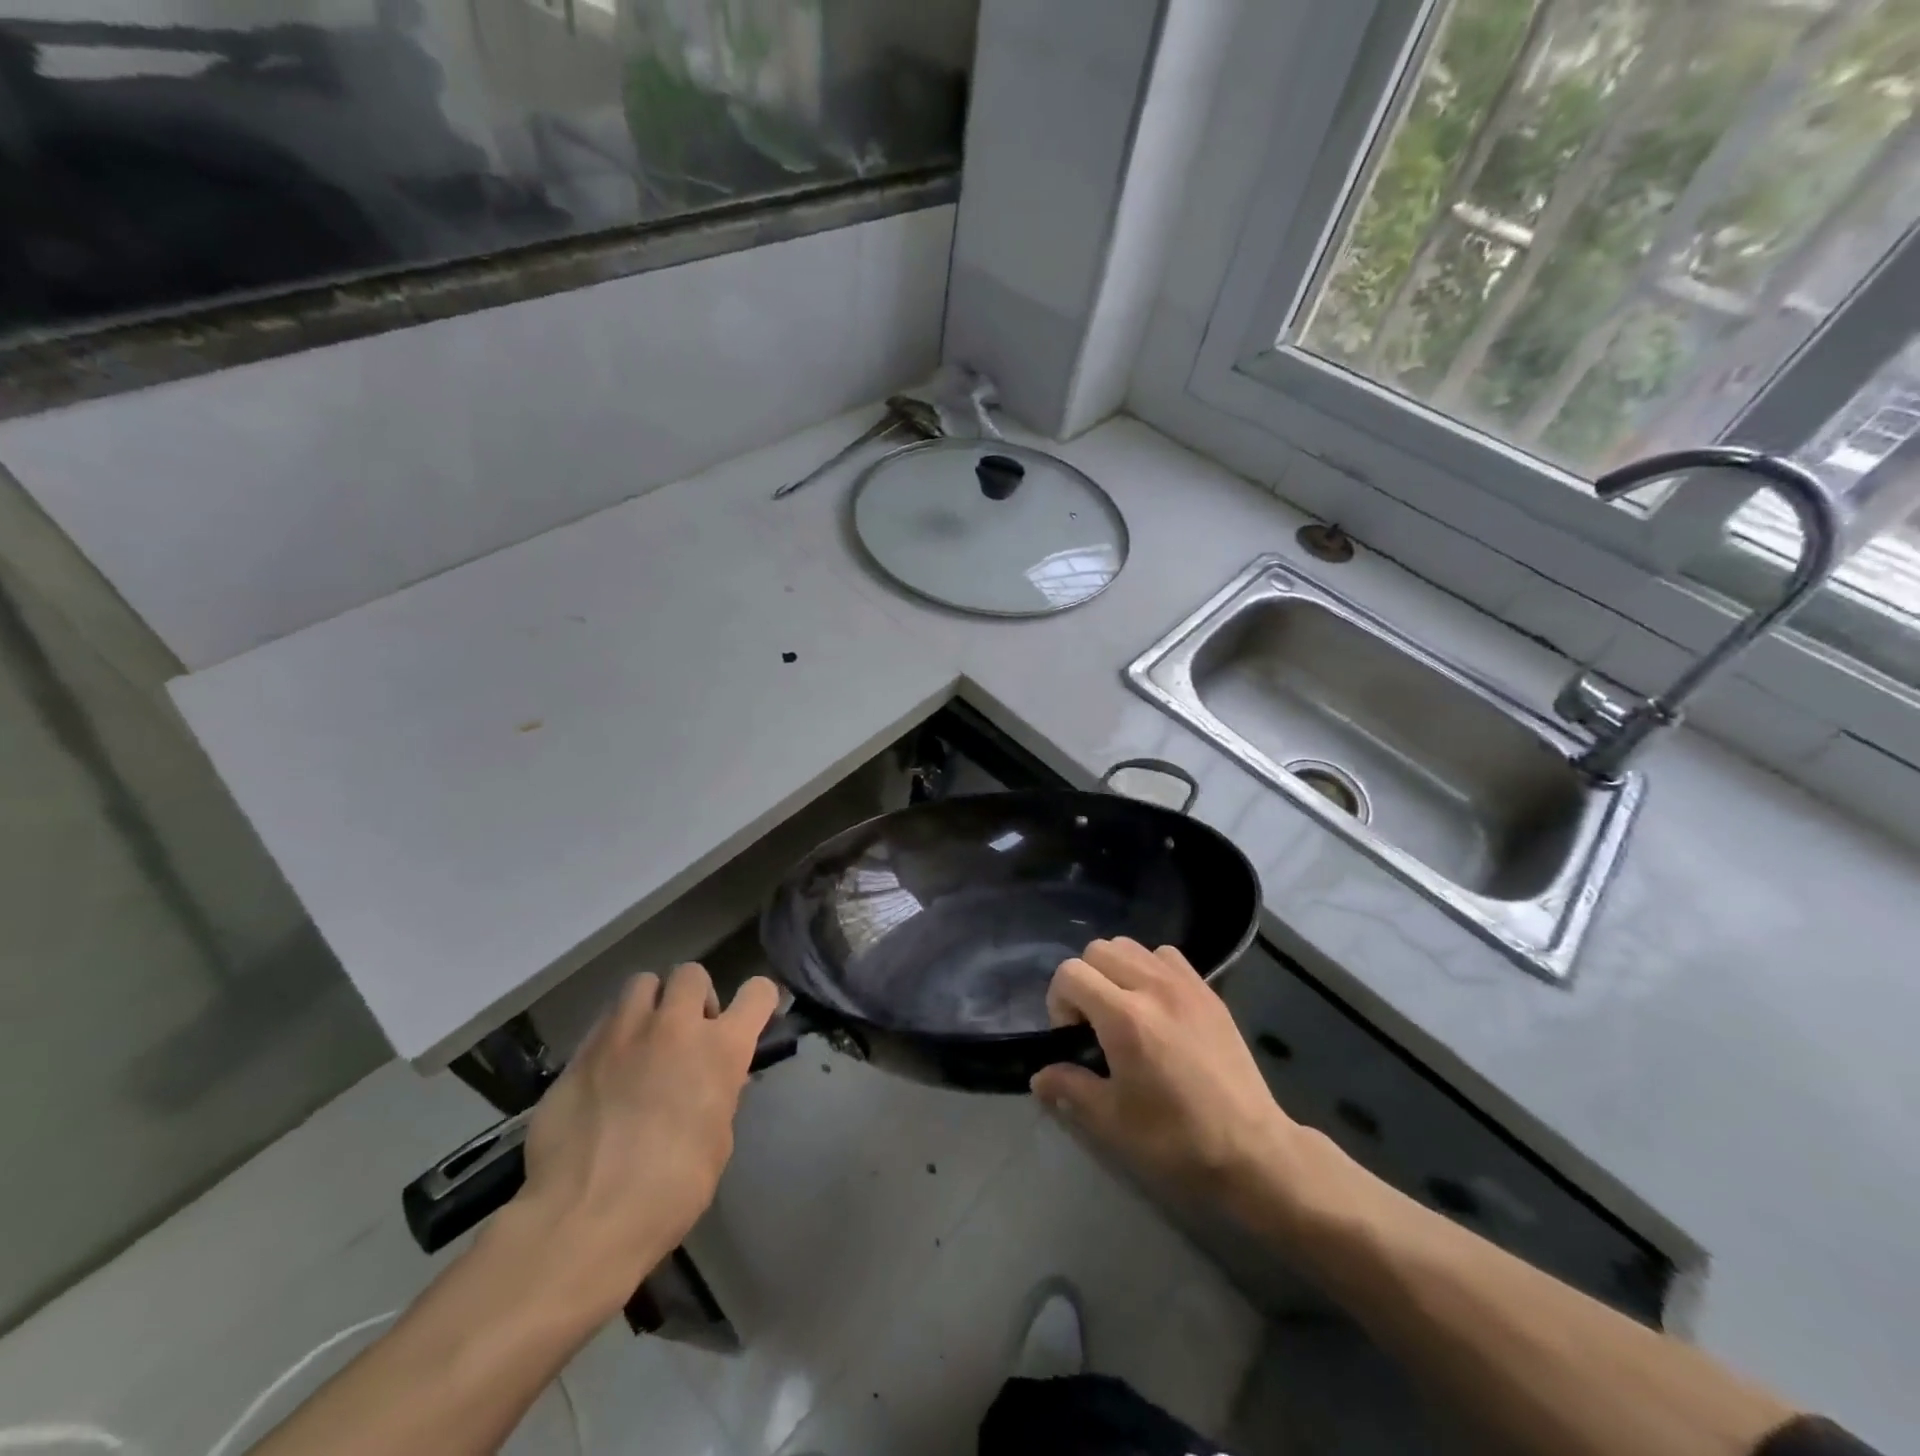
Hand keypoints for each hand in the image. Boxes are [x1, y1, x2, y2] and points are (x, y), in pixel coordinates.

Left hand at [511, 963, 779, 1307]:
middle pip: (691, 973)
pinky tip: (606, 1072)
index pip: (757, 993)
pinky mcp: (580, 1052)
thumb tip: (714, 1081)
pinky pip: (603, 1022)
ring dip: (650, 1004)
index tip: (751, 1016)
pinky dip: (613, 1036)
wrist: (585, 1218)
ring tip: (643, 1040)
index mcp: (721, 1049)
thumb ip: (719, 1096)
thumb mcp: (716, 1142)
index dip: (759, 1000)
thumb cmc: (671, 1190)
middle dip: (694, 996)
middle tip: (687, 1032)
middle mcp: (675, 1026)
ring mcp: (622, 1033)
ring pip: (641, 983)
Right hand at [1031, 938, 1334, 1227]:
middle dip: (1084, 981)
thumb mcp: (1112, 1122)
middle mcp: (1152, 987)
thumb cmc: (1176, 1140)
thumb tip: (1039, 1076)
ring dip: (1115, 970)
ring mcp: (1185, 984)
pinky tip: (1156, 1006)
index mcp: (1124, 1018)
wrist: (1253, 1151)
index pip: (1070, 973)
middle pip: (1098, 950)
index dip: (1059, 1001)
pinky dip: (1150, 968)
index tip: (1072, 1037)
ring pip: (1131, 946)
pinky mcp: (1208, 991)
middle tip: (1094, 1024)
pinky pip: (1166, 956)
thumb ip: (1070, 1088)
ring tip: (1124, 1011)